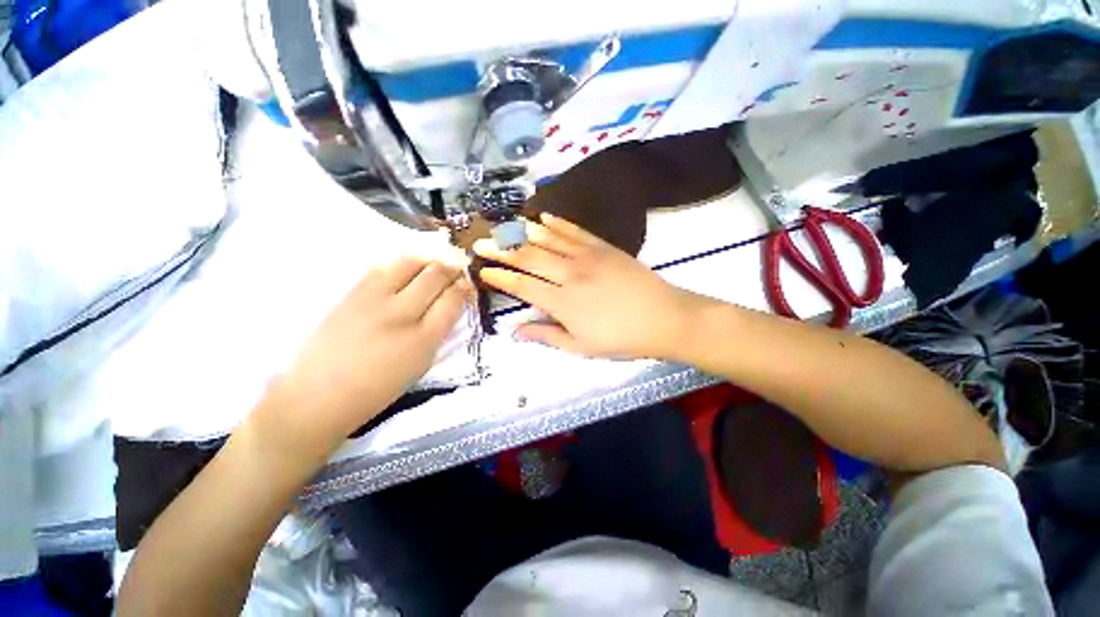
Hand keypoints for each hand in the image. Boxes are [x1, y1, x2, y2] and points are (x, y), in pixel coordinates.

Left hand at [255, 258, 467, 457]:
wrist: (318, 396)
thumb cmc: (377, 389)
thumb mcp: (420, 365)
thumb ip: (439, 331)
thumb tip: (451, 303)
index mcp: (423, 340)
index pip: (452, 300)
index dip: (464, 287)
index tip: (468, 283)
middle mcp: (400, 315)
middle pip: (434, 276)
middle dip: (451, 267)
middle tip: (457, 266)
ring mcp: (373, 301)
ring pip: (409, 263)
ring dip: (427, 259)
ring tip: (433, 263)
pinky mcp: (350, 294)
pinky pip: (382, 267)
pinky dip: (401, 262)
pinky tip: (407, 266)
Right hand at [473, 213, 708, 359]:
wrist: (664, 318)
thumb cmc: (621, 339)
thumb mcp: (581, 347)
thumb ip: (546, 336)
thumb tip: (515, 331)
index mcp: (562, 302)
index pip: (522, 286)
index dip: (500, 277)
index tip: (483, 270)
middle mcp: (569, 274)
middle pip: (529, 258)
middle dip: (501, 249)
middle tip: (481, 241)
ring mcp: (587, 257)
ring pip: (548, 240)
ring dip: (523, 232)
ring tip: (504, 226)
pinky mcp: (603, 247)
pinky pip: (575, 231)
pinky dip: (557, 223)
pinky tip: (543, 217)